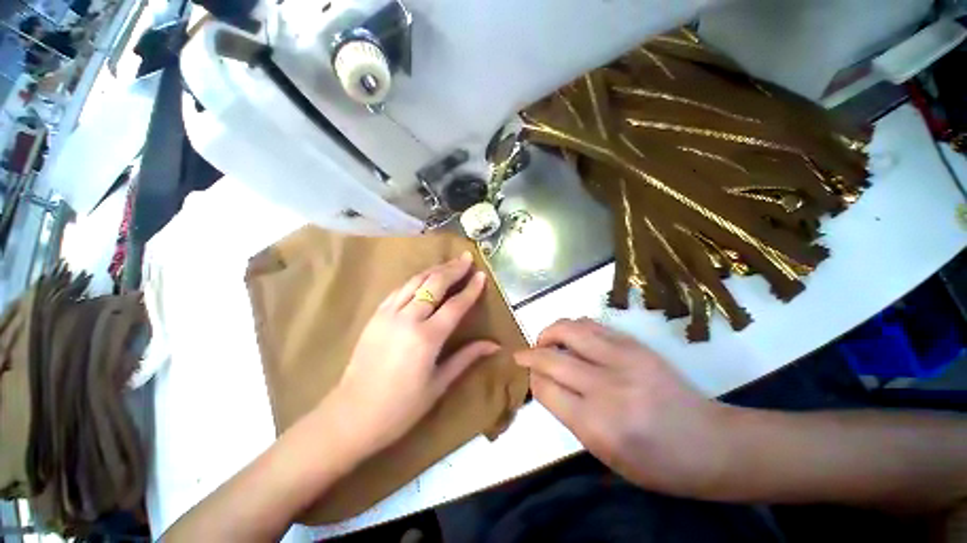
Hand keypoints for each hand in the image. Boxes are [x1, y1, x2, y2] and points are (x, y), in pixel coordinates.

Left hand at [320, 251, 499, 457]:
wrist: (352, 416)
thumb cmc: (401, 407)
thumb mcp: (439, 384)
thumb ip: (467, 357)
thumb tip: (494, 345)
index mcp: (427, 338)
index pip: (455, 305)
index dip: (470, 289)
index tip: (482, 275)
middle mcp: (408, 319)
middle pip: (434, 284)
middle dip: (453, 269)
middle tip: (467, 258)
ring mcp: (388, 314)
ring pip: (415, 282)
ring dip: (434, 270)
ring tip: (449, 262)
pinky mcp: (375, 315)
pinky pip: (398, 290)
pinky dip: (414, 280)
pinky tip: (423, 277)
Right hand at [515, 318, 729, 495]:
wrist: (710, 443)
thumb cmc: (656, 463)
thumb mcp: (605, 454)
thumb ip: (569, 415)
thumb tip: (545, 383)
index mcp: (596, 424)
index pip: (545, 388)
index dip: (532, 380)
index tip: (530, 377)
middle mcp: (606, 386)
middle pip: (550, 357)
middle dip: (530, 354)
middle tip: (524, 355)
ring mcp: (623, 359)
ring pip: (568, 330)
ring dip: (548, 332)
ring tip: (544, 340)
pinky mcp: (635, 345)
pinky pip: (591, 324)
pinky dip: (572, 327)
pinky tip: (570, 336)